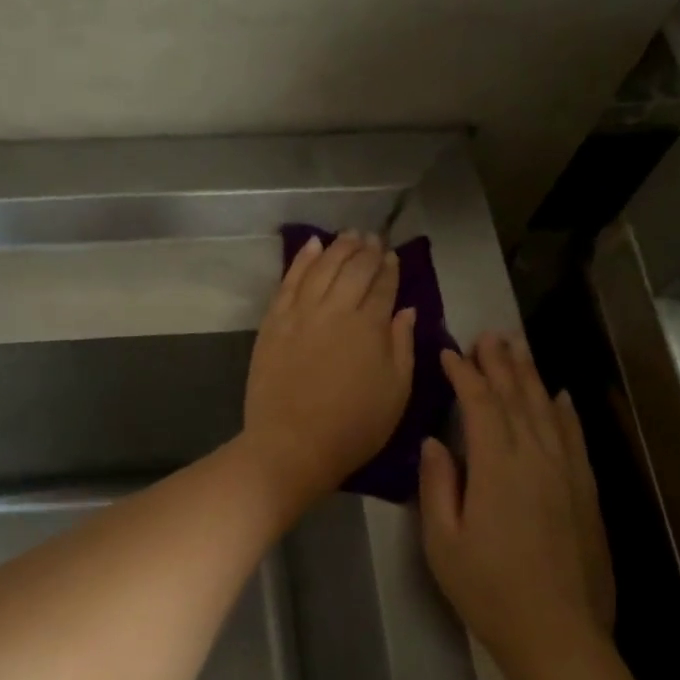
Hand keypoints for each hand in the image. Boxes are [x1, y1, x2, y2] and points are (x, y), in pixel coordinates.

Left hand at [243, 232, 416, 503]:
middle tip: (374, 238)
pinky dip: (301, 260)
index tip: (392, 256)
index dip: (389, 268)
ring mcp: (300, 313)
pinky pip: (289, 281)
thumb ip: (402, 345)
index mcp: (369, 326)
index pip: (382, 286)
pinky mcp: (273, 322)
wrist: (291, 444)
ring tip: (349, 235)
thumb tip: (406, 310)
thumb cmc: (353, 427)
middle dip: (366, 250)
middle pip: (353, 269)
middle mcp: (335, 309)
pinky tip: (311, 245)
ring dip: (338, 247)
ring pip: (322, 267)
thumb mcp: (396, 393)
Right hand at [419, 332, 613, 665]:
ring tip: (517, 350)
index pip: (481, 404)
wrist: (558, 634)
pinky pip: (575, 438)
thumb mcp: (443, 541)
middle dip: (500, 363)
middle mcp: (537, 458)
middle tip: (487, 335)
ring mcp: (567, 473)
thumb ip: (437, 485)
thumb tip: (434, 442)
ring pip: (548, 410)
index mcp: (497, 467)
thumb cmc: (488, 589)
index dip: (465, 374)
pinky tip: (560, 396)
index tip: (449, 352)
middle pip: (518, 397)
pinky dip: (565, 412)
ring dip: (530, 377)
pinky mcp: (586, 491)